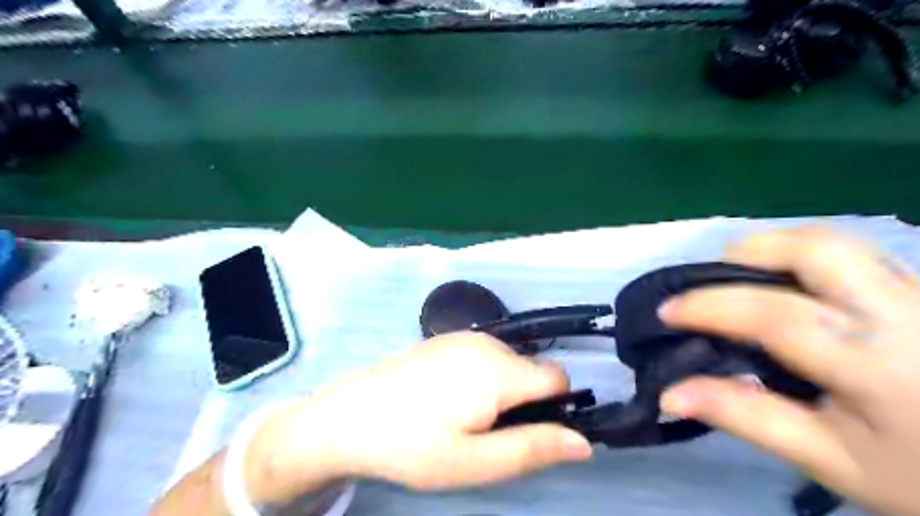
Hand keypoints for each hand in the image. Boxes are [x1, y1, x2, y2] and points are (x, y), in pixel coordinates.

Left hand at [247, 330, 589, 503]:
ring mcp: (464, 337)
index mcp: (500, 370)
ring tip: (464, 417)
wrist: (349, 416)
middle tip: (487, 433)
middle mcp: (488, 344)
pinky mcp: (445, 338)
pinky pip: (485, 355)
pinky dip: (483, 376)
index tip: (528, 433)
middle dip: (526, 400)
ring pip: (509, 362)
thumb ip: (533, 448)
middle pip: (532, 370)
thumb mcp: (476, 461)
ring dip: (503, 389)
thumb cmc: (414, 445)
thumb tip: (585, 442)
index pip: (558, 377)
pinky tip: (447, 397)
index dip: (556, 407)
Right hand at [657, 226, 919, 514]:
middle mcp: (903, 313)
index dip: (709, 306)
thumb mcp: (826, 458)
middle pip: (817, 249)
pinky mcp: (919, 288)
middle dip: (748, 253)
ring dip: (774, 249)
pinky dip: (801, 258)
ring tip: (740, 278)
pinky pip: (852, 252)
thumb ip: (745, 417)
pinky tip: (784, 284)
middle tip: (709, 281)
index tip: (666, 311)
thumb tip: (670, 394)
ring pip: (837, 241)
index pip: (776, 316)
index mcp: (878, 366)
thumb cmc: (917, 473)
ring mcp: (917, 292)